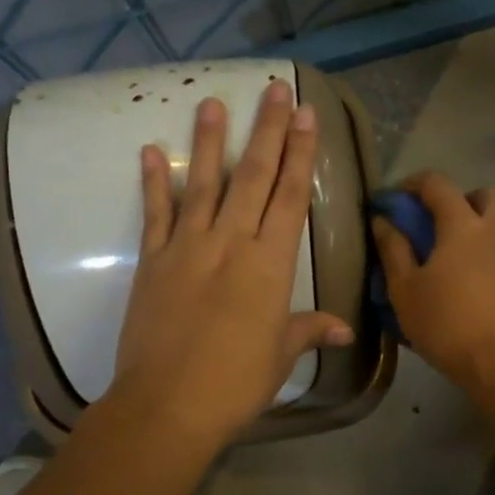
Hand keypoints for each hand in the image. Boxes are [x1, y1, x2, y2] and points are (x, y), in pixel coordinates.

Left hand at [109, 80, 354, 448]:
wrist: (167, 405)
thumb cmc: (235, 383)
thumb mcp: (280, 355)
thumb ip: (309, 330)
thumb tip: (344, 329)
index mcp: (270, 264)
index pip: (291, 196)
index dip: (301, 153)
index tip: (305, 115)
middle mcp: (231, 243)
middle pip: (254, 176)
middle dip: (267, 130)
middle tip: (273, 89)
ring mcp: (187, 247)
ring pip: (203, 183)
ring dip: (209, 140)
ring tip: (212, 101)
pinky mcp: (153, 261)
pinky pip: (155, 214)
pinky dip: (153, 182)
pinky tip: (150, 152)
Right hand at [371, 171, 494, 391]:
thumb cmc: (446, 323)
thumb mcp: (404, 289)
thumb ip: (393, 249)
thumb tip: (383, 220)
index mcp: (463, 224)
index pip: (437, 183)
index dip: (411, 184)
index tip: (392, 202)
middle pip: (480, 194)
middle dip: (454, 200)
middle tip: (431, 224)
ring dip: (475, 223)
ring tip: (449, 251)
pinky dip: (486, 246)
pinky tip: (467, 273)